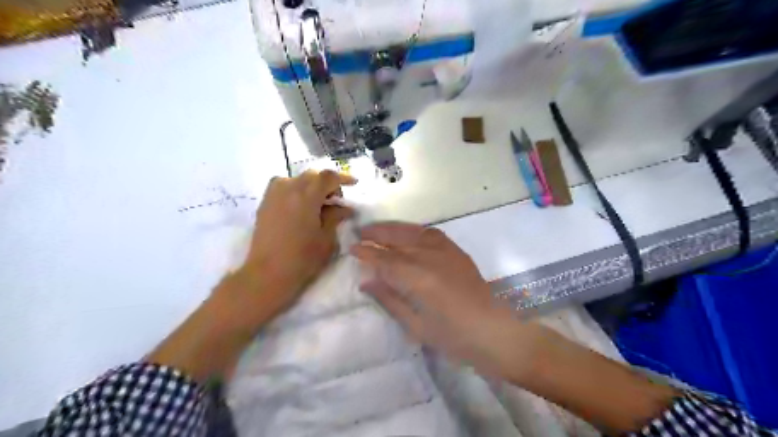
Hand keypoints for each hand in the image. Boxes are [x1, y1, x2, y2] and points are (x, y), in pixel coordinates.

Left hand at [234, 171, 356, 319]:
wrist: (267, 274)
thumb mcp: (327, 238)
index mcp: (306, 195)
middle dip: (327, 183)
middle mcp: (288, 187)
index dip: (343, 178)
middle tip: (337, 200)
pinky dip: (298, 190)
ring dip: (312, 186)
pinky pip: (285, 186)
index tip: (354, 184)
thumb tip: (345, 207)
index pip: (328, 177)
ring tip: (319, 203)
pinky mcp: (265, 202)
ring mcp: (273, 193)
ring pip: (298, 179)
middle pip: (312, 175)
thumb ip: (336, 216)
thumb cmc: (302, 258)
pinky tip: (303, 207)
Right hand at [351, 224, 536, 380]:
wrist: (493, 330)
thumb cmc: (452, 336)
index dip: (367, 253)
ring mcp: (445, 250)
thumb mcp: (415, 325)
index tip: (352, 248)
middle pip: (397, 239)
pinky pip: (431, 233)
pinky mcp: (456, 250)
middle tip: (360, 233)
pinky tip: (407, 233)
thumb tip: (366, 282)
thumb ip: (389, 299)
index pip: (385, 259)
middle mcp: (430, 257)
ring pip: (413, 231)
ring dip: (393, 228)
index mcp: (417, 278)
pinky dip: (414, 230)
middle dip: (377, 234)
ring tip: (378, 229)